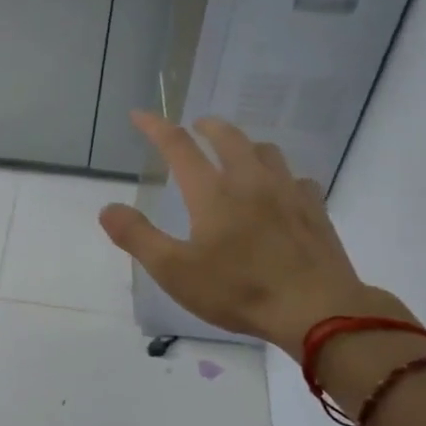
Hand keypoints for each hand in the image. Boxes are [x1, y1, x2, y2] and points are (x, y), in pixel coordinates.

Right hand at [98, 110, 397, 349]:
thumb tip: (108, 208)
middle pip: (228, 137)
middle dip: (207, 126)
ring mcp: (288, 192)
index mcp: (212, 192)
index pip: (178, 146)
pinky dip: (281, 176)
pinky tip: (280, 192)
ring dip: (246, 145)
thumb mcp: (174, 271)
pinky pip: (297, 179)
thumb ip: (138, 237)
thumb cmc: (238, 290)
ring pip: (266, 151)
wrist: (317, 310)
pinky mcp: (315, 210)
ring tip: (237, 154)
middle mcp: (250, 180)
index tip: (140, 114)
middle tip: (196, 126)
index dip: (156, 127)